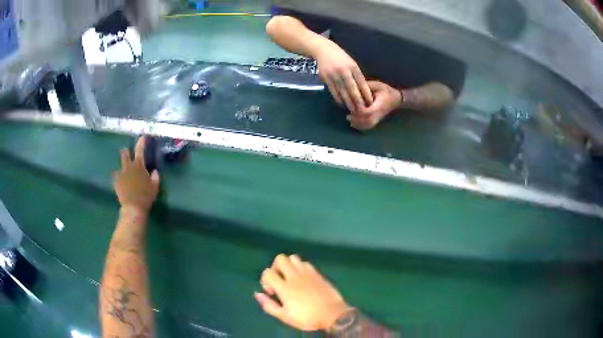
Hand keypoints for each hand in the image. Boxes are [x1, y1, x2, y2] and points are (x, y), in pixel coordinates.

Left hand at [113, 137, 159, 213]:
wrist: (133, 207)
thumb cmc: (146, 196)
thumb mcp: (155, 187)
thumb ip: (155, 177)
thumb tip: (154, 171)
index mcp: (139, 166)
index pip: (140, 150)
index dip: (141, 142)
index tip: (142, 137)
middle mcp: (129, 167)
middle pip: (125, 154)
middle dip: (126, 151)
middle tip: (128, 152)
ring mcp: (121, 174)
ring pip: (120, 164)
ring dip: (123, 164)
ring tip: (124, 168)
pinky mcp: (116, 182)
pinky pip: (116, 176)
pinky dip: (118, 177)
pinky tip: (120, 181)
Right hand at [255, 254, 352, 331]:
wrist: (333, 314)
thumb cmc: (307, 317)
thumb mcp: (285, 316)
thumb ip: (269, 305)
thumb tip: (257, 294)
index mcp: (285, 288)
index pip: (268, 272)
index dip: (265, 279)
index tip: (271, 291)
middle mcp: (295, 276)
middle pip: (280, 258)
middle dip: (275, 267)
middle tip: (279, 280)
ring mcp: (307, 273)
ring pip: (293, 257)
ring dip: (288, 265)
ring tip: (290, 277)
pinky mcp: (317, 273)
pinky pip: (305, 263)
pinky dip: (300, 267)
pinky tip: (302, 278)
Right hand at [314, 41, 372, 112]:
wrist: (323, 50)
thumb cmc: (340, 57)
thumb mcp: (351, 62)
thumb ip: (356, 74)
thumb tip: (363, 89)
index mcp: (353, 67)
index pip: (361, 82)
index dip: (366, 93)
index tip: (370, 102)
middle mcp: (344, 71)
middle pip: (352, 89)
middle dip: (357, 100)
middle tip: (362, 110)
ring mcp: (334, 74)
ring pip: (342, 91)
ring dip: (348, 101)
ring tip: (353, 109)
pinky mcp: (326, 78)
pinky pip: (333, 90)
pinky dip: (338, 98)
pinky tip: (342, 103)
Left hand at [348, 81, 401, 130]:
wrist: (396, 99)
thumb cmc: (386, 91)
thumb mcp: (378, 85)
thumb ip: (367, 86)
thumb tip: (355, 86)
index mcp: (379, 104)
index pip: (370, 111)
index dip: (360, 111)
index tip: (353, 107)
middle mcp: (379, 113)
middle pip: (368, 120)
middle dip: (357, 119)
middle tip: (348, 116)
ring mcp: (379, 117)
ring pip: (369, 125)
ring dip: (358, 124)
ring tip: (350, 120)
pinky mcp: (377, 119)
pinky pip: (370, 126)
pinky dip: (362, 127)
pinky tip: (354, 124)